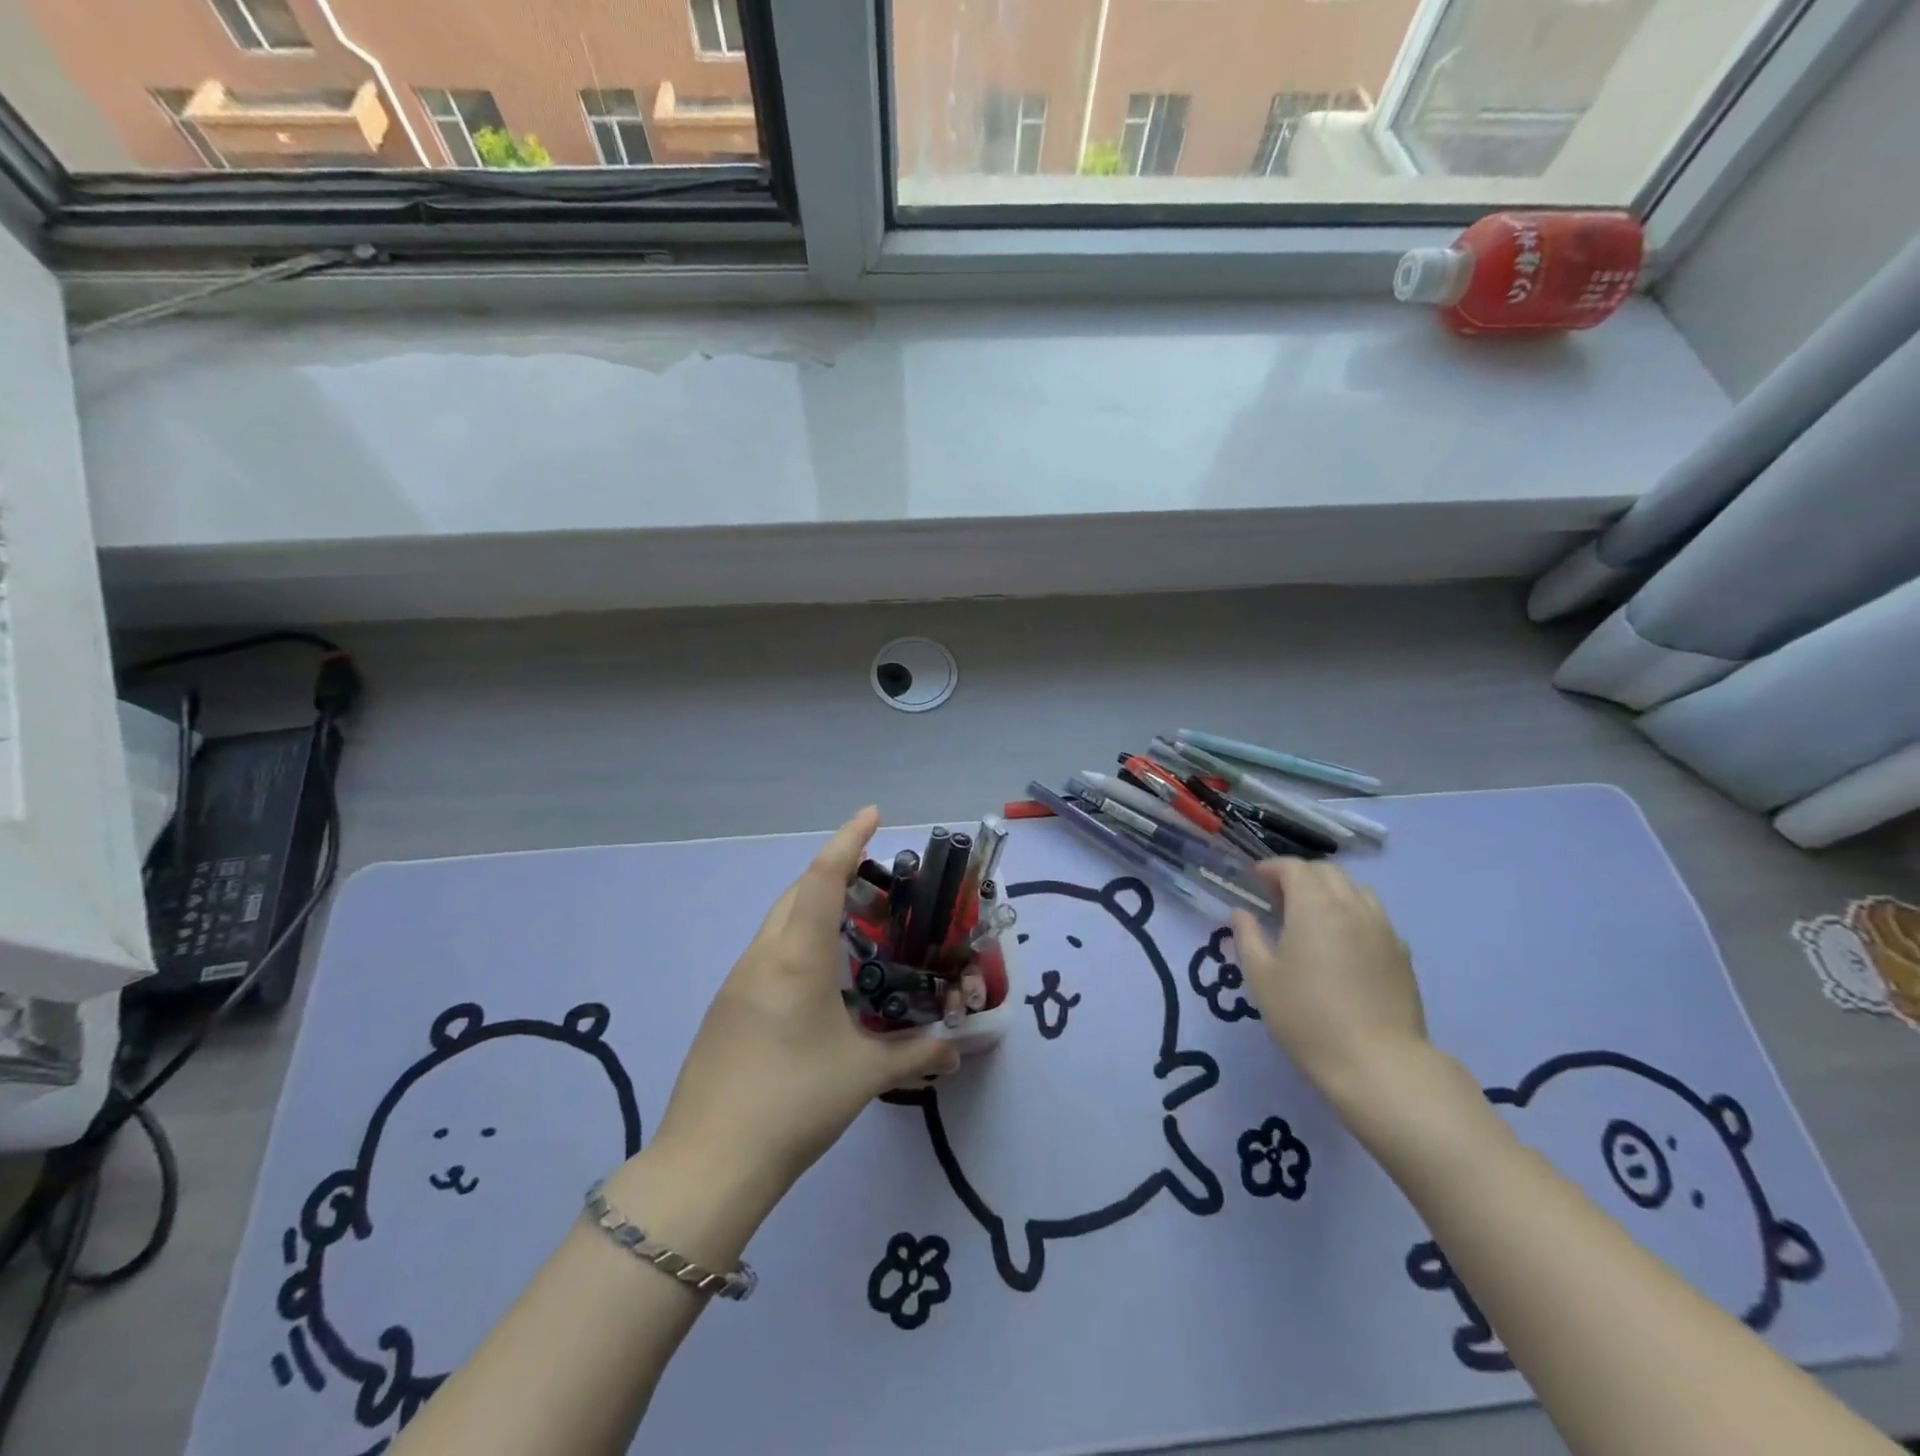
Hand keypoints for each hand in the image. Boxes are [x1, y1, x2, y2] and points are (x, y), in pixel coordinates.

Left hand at [645, 807, 960, 1209]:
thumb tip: (959, 1049)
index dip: (848, 840)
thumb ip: (916, 1054)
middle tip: (875, 880)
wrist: (707, 1164)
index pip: (823, 878)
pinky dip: (797, 943)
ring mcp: (737, 982)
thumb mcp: (864, 1075)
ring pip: (778, 923)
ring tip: (854, 926)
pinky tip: (819, 980)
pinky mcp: (725, 1009)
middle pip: (796, 892)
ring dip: (813, 909)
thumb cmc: (794, 1102)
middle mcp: (763, 956)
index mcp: (797, 956)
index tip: (872, 814)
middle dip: (833, 873)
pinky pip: (767, 955)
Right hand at [1230, 859, 1428, 1108]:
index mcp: (1315, 906)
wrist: (1378, 1063)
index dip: (1271, 868)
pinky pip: (1374, 916)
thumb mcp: (1261, 977)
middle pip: (1327, 872)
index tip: (1254, 880)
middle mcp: (1352, 906)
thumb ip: (1248, 936)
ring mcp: (1383, 928)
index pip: (1294, 868)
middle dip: (1300, 875)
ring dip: (1329, 891)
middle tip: (1278, 898)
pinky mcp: (1401, 953)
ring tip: (1311, 916)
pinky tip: (1341, 943)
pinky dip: (1352, 913)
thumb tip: (1242, 913)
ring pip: (1356, 890)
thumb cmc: (1307, 1017)